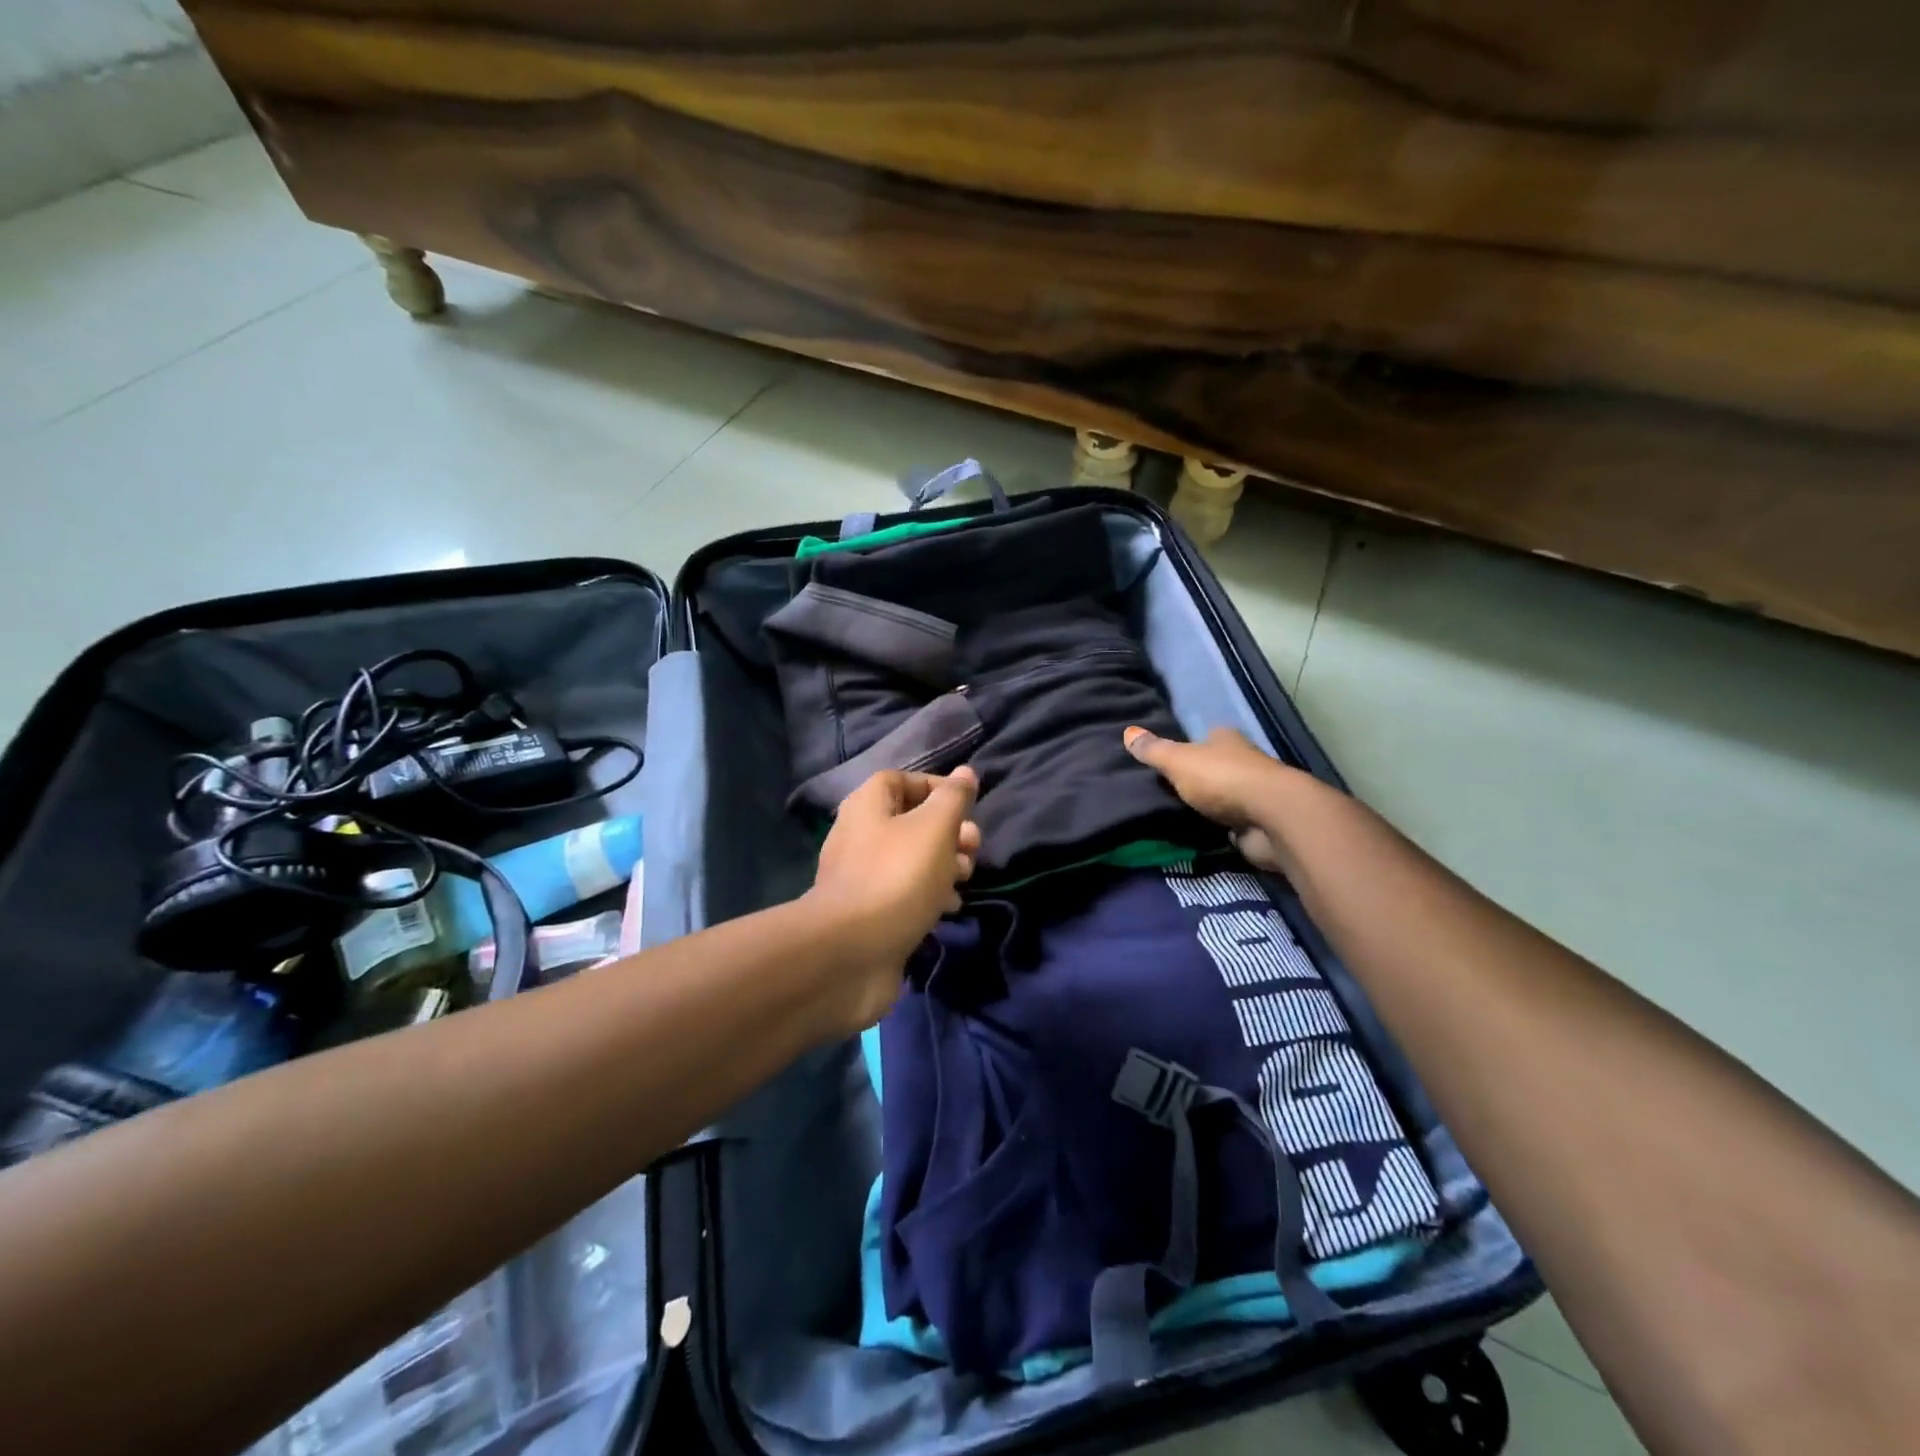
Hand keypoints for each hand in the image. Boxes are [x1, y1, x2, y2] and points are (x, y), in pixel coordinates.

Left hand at [805, 766, 980, 1030]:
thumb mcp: (933, 829)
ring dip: (944, 865)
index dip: (935, 786)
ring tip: (966, 878)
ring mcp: (862, 878)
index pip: (901, 780)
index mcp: (867, 807)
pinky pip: (904, 894)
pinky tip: (949, 908)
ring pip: (911, 860)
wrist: (850, 954)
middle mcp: (859, 836)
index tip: (967, 805)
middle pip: (910, 821)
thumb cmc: (896, 878)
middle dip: (949, 831)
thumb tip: (965, 773)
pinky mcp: (869, 914)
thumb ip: (952, 799)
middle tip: (974, 847)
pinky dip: (929, 896)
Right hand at [1124, 725, 1301, 873]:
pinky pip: (1233, 822)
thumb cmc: (1222, 779)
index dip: (1188, 748)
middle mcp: (1244, 761)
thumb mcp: (1178, 762)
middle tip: (1169, 790)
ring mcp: (1254, 793)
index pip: (1204, 739)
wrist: (1271, 818)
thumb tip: (1127, 732)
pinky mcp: (1260, 822)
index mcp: (1226, 740)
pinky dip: (1222, 827)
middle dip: (1199, 777)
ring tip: (1180, 814)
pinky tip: (1204, 833)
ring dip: (1211, 804)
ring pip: (1225, 795)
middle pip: (1216, 766)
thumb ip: (1153, 751)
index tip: (1169, 762)